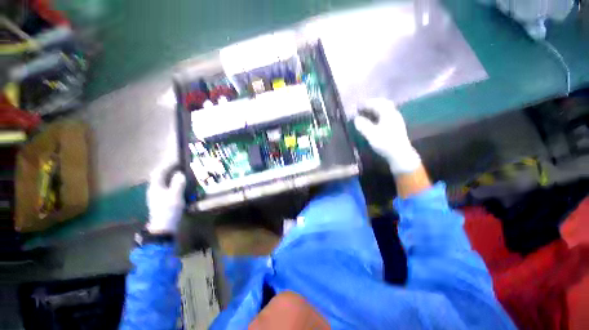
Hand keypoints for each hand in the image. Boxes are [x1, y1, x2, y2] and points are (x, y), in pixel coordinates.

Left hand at [146, 165, 185, 233]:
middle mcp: (154, 190)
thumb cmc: (169, 209)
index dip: (166, 165)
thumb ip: (177, 184)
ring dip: (171, 177)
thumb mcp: (175, 195)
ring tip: (181, 174)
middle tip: (179, 166)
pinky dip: (173, 184)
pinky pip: (167, 188)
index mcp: (156, 187)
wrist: (164, 226)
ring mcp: (157, 196)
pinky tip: (179, 185)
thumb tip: (180, 174)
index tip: (175, 160)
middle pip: (160, 177)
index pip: (159, 172)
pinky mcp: (162, 201)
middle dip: (168, 170)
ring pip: (164, 183)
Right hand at [354, 99, 420, 173]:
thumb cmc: (385, 143)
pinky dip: (377, 115)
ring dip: (374, 110)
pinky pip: (385, 116)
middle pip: (382, 104)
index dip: (366, 104)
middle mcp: (393, 114)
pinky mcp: (395, 126)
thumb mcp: (371, 135)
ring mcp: (395, 120)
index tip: (357, 106)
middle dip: (371, 104)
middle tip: (361, 108)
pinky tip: (373, 120)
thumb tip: (356, 118)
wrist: (400, 155)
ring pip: (384, 110)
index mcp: (388, 114)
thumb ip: (363, 125)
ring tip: (365, 113)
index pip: (377, 103)